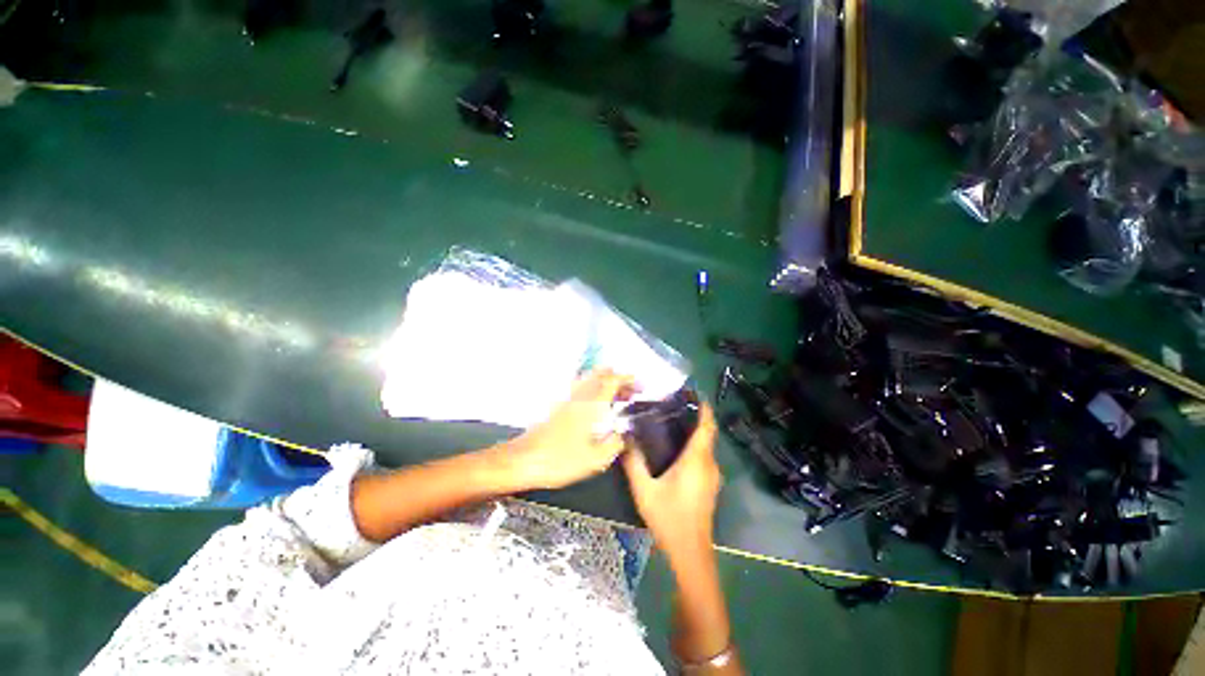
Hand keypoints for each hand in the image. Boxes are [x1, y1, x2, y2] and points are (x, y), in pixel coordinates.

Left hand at [505, 368, 634, 490]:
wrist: (524, 460)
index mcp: (591, 404)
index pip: (612, 380)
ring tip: (617, 396)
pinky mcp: (559, 406)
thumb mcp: (595, 459)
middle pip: (601, 375)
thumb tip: (623, 434)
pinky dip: (594, 389)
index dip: (627, 379)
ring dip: (606, 382)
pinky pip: (581, 388)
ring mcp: (568, 399)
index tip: (640, 384)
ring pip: (590, 379)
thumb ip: (615, 444)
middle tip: (631, 391)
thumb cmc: (561, 460)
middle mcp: (580, 396)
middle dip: (619, 378)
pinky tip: (596, 405)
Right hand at [622, 403, 721, 560]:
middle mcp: (709, 464)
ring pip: (706, 446)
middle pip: (707, 433)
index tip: (693, 393)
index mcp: (697, 460)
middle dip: (695, 416)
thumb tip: (624, 439)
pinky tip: (676, 447)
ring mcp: (712, 476)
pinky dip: (695, 445)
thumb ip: (633, 463)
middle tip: (672, 404)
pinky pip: (704, 456)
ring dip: (695, 431)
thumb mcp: (644, 491)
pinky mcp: (710, 485)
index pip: (707, 427)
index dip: (704, 408)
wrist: (690, 553)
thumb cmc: (669, 519)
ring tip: (671, 421)